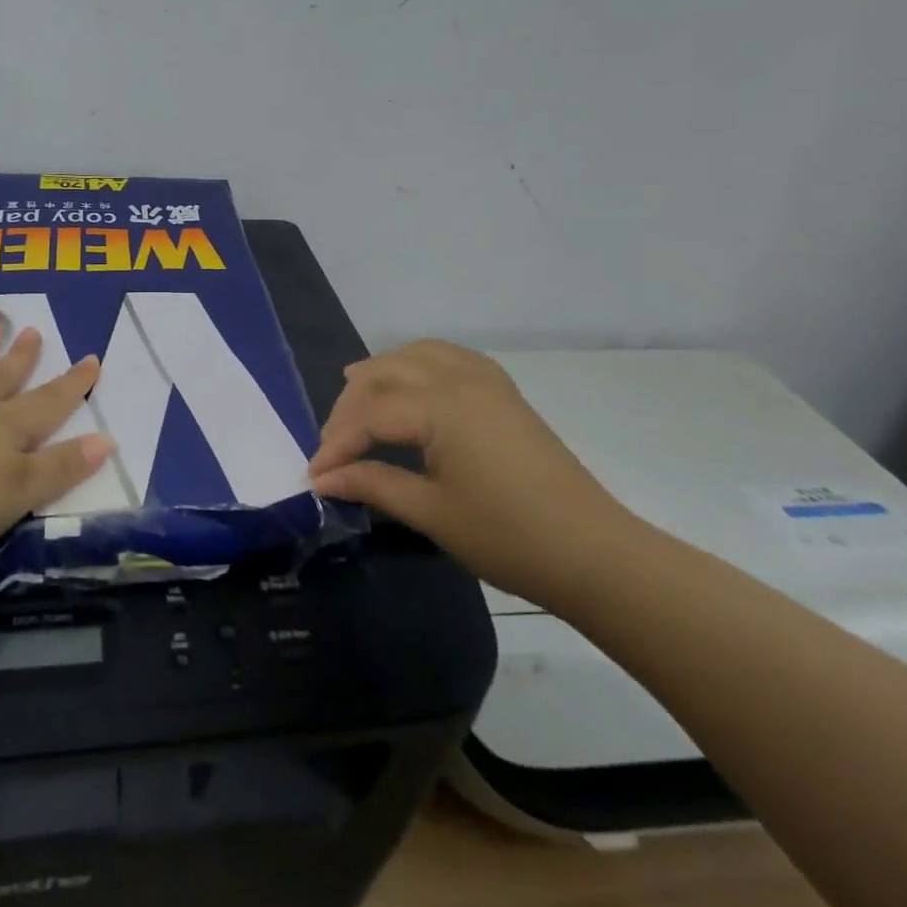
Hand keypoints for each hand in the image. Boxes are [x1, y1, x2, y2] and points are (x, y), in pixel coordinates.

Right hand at [307, 339, 634, 605]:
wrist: (593, 552)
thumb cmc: (508, 536)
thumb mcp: (431, 512)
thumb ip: (373, 484)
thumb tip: (324, 478)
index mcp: (441, 406)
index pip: (371, 414)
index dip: (337, 444)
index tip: (314, 475)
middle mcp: (460, 378)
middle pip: (386, 373)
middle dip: (351, 406)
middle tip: (332, 446)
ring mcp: (486, 380)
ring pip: (417, 353)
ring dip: (382, 373)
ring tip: (356, 397)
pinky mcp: (503, 391)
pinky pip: (449, 357)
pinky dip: (418, 364)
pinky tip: (411, 387)